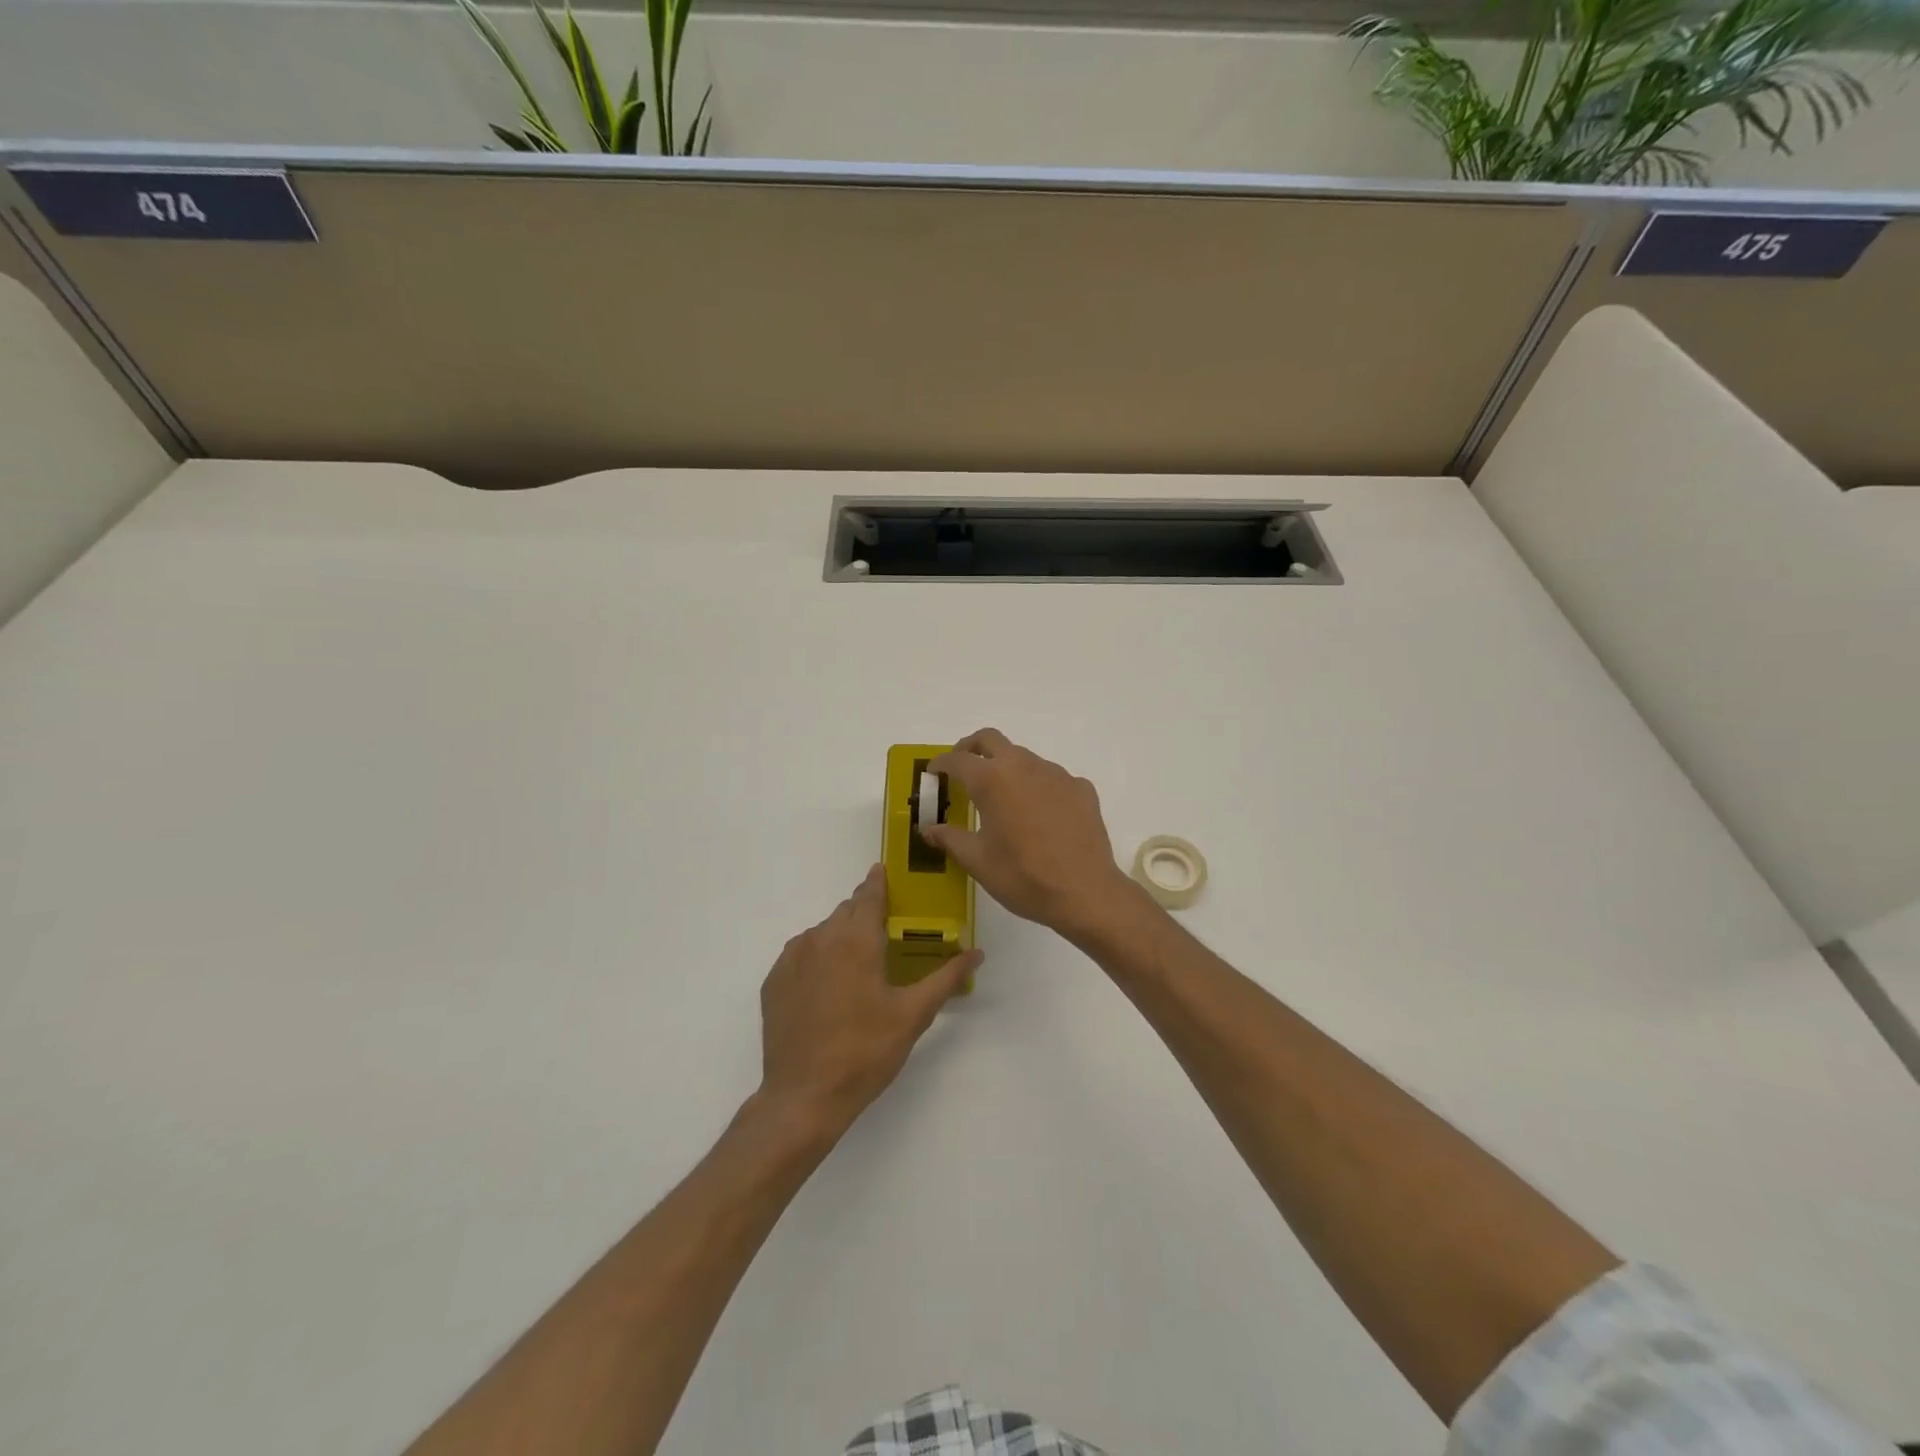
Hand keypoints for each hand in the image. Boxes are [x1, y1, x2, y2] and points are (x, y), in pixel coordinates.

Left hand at [758, 864, 982, 1136]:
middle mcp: (820, 937)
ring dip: (840, 938)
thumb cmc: (866, 1051)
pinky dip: (817, 960)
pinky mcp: (773, 981)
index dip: (879, 882)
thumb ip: (946, 977)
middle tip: (883, 933)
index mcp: (856, 939)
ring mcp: (792, 959)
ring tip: (857, 969)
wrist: (804, 1096)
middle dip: (864, 913)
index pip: (869, 894)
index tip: (884, 872)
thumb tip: (976, 952)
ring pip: (822, 932)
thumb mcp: (914, 1014)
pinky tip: (828, 989)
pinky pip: (801, 955)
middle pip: (846, 911)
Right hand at [925, 729, 1144, 941]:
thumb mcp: (977, 861)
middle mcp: (1023, 766)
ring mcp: (1056, 774)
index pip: (958, 760)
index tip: (933, 773)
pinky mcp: (1080, 788)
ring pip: (1023, 758)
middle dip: (971, 747)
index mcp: (992, 780)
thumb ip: (950, 838)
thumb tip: (929, 829)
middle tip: (962, 768)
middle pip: (991, 740)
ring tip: (1002, 798)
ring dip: (1006, 768)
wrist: (1085, 892)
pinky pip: (1052, 778)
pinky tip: (1039, 815)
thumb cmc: (1022, 876)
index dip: (941, 764)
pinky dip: (1037, 787)